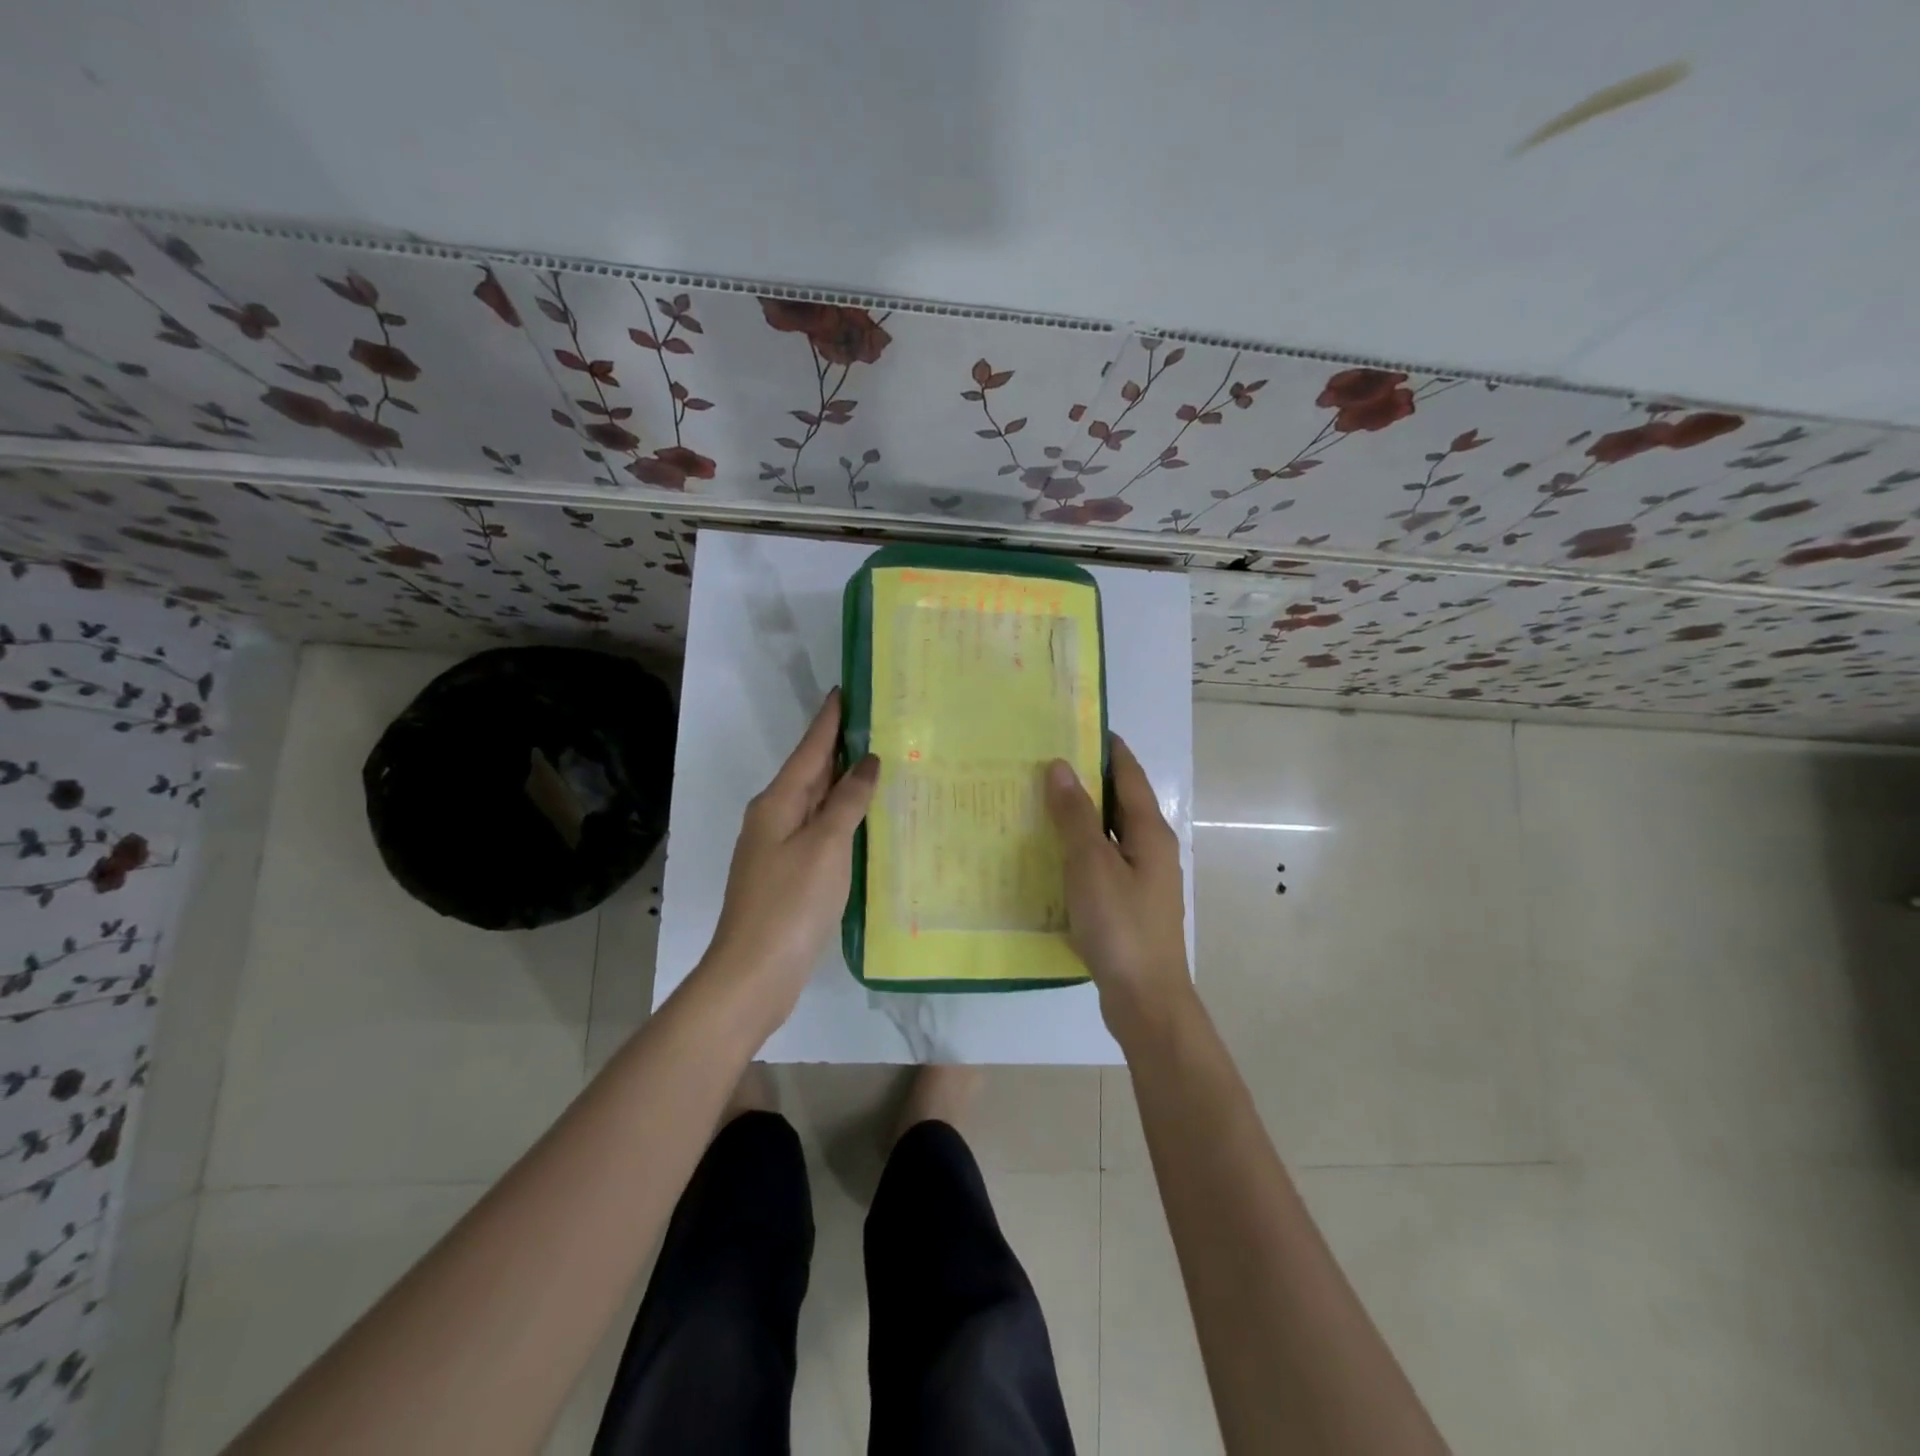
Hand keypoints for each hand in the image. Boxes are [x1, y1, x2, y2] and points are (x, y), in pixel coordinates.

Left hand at [701, 689, 878, 1026]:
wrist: (754, 973)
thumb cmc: (791, 903)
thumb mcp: (826, 845)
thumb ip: (848, 801)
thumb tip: (867, 762)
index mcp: (778, 802)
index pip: (810, 748)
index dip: (830, 719)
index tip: (846, 689)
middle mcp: (774, 817)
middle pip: (811, 772)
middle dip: (842, 747)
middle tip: (879, 722)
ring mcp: (779, 847)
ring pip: (817, 802)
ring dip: (845, 782)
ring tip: (881, 762)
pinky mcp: (790, 874)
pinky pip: (820, 831)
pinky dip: (843, 818)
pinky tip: (865, 819)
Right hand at [1044, 735, 1193, 1042]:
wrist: (1146, 1000)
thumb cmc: (1121, 926)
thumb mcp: (1092, 865)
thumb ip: (1075, 815)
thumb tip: (1061, 766)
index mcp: (1149, 832)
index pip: (1129, 774)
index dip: (1106, 747)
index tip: (1075, 725)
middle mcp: (1151, 849)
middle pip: (1119, 802)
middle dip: (1087, 780)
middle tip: (1042, 763)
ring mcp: (1141, 879)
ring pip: (1108, 834)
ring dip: (1079, 816)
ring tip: (1038, 802)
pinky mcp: (1128, 905)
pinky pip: (1101, 863)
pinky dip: (1078, 850)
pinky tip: (1049, 855)